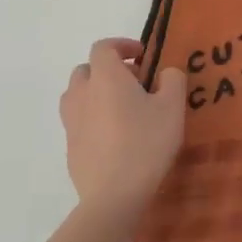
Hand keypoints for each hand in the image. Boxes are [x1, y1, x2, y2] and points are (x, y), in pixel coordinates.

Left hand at [59, 38, 185, 227]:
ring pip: (78, 95)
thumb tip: (165, 73)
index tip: (142, 56)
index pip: (103, 47)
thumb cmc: (146, 143)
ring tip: (122, 109)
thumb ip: (172, 80)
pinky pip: (79, 121)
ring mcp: (71, 122)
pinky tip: (115, 137)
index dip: (122, 45)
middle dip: (109, 70)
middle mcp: (82, 94)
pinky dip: (93, 118)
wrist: (113, 195)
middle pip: (86, 69)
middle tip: (135, 83)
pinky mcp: (69, 147)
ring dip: (97, 93)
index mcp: (105, 77)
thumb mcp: (172, 107)